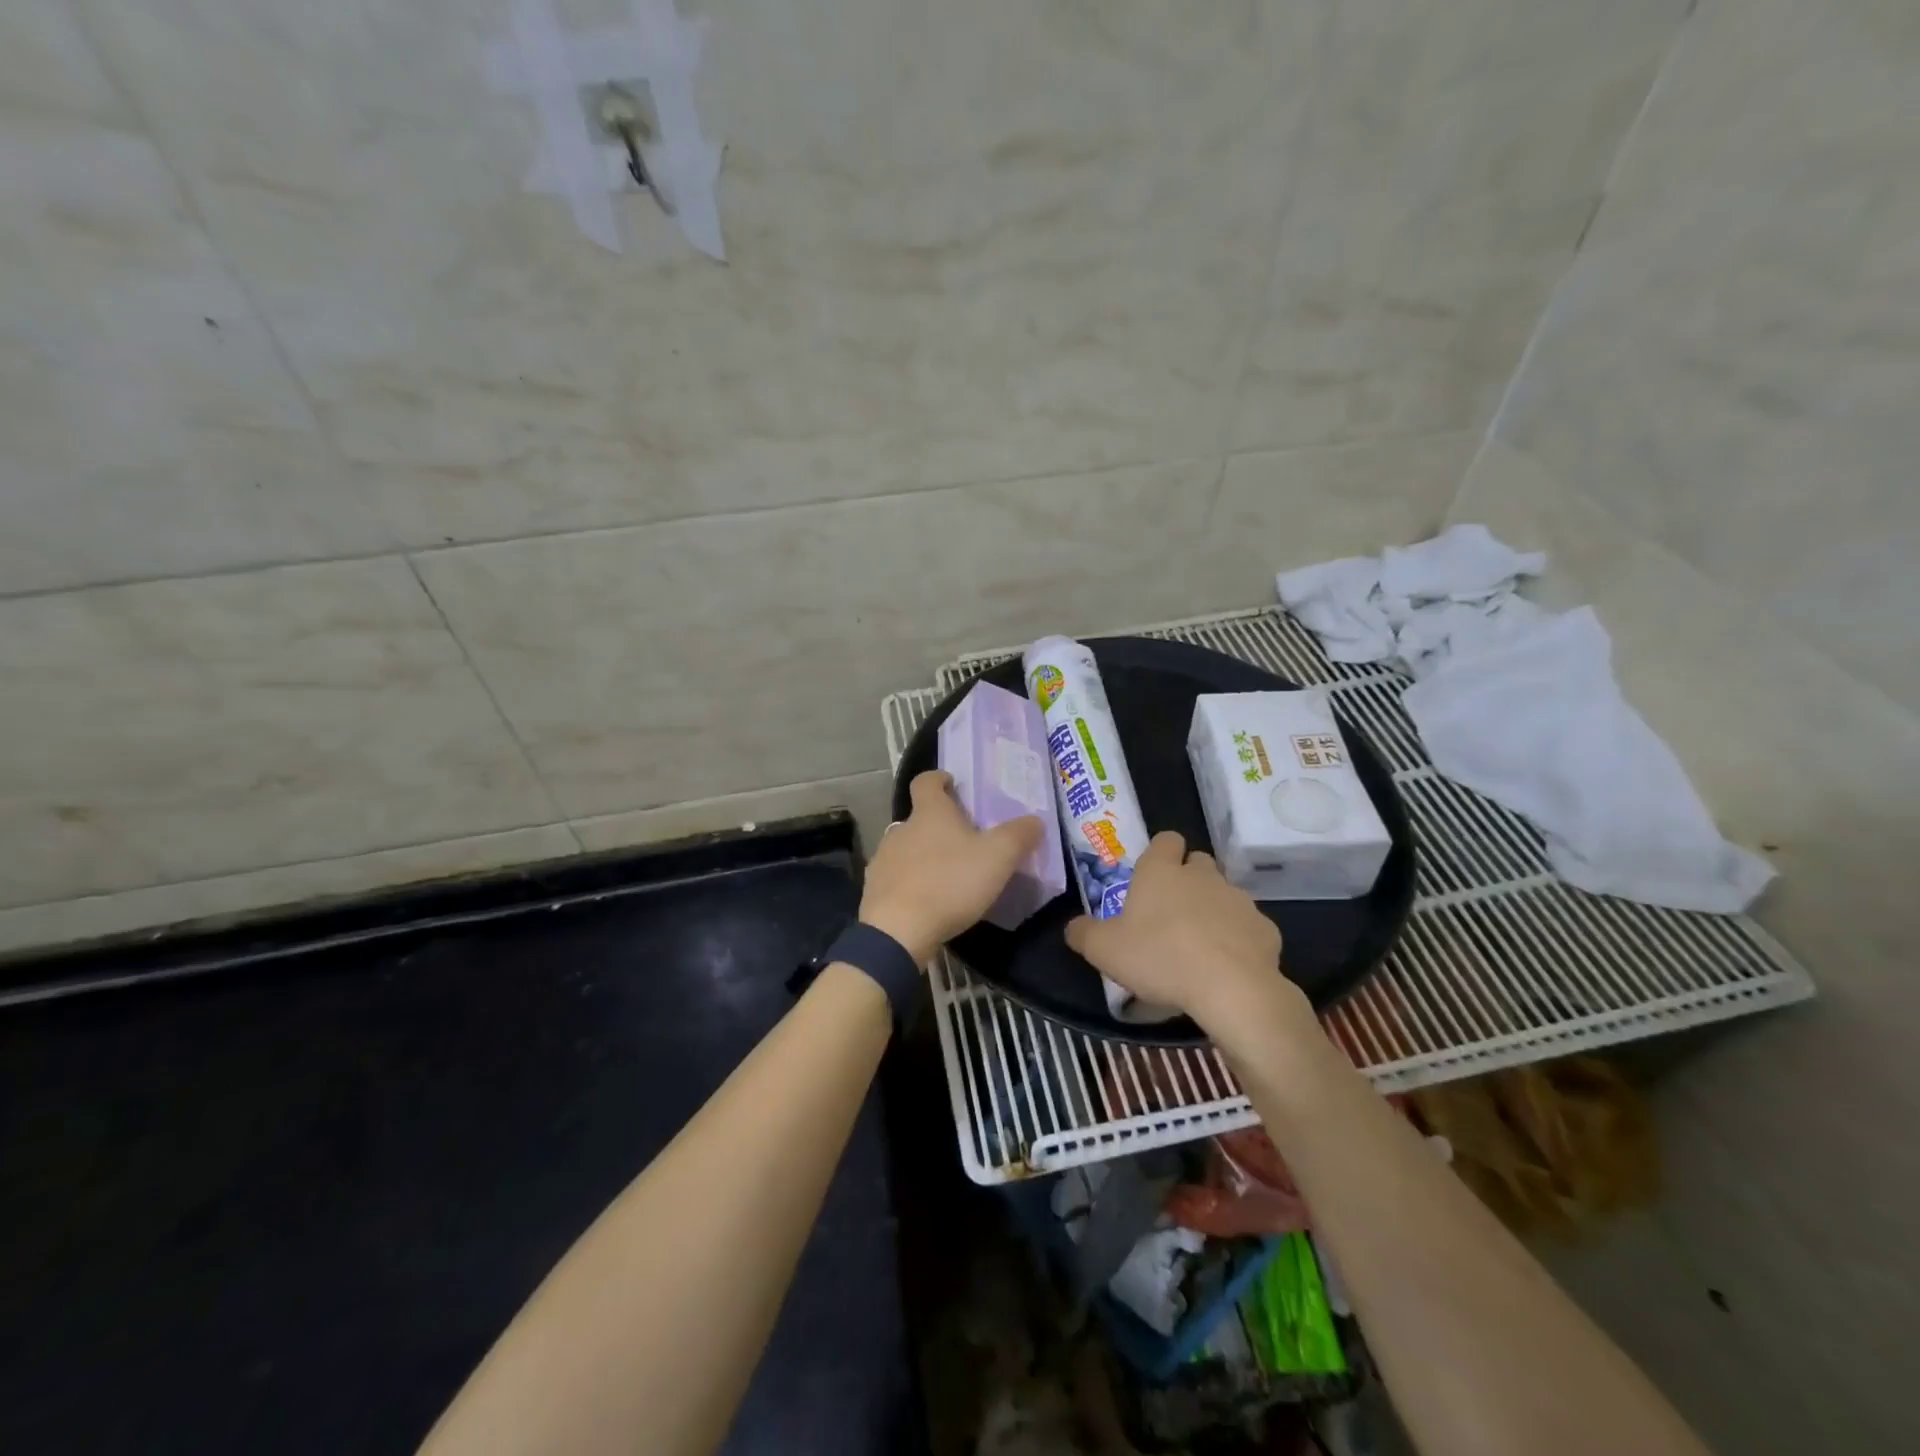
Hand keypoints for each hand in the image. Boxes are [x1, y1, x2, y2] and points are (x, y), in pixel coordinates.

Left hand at [859, 771, 1043, 965]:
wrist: (899, 931)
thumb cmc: (950, 883)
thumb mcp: (997, 858)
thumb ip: (1018, 836)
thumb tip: (1035, 820)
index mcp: (929, 813)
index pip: (926, 781)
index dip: (939, 779)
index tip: (952, 783)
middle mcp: (901, 829)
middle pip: (919, 818)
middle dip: (939, 825)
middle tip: (964, 841)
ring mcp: (883, 859)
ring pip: (906, 848)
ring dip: (924, 855)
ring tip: (947, 875)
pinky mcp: (874, 890)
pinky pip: (896, 878)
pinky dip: (911, 883)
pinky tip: (927, 902)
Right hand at [1065, 830, 1295, 1029]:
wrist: (1231, 988)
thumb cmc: (1159, 958)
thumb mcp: (1104, 950)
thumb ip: (1083, 933)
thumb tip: (1073, 927)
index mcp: (1161, 871)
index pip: (1166, 839)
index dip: (1160, 853)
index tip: (1151, 877)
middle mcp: (1201, 875)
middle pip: (1198, 862)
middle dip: (1188, 879)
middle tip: (1171, 913)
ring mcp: (1238, 899)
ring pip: (1224, 894)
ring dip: (1213, 910)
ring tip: (1199, 945)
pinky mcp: (1265, 928)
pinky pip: (1248, 927)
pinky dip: (1238, 939)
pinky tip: (1227, 966)